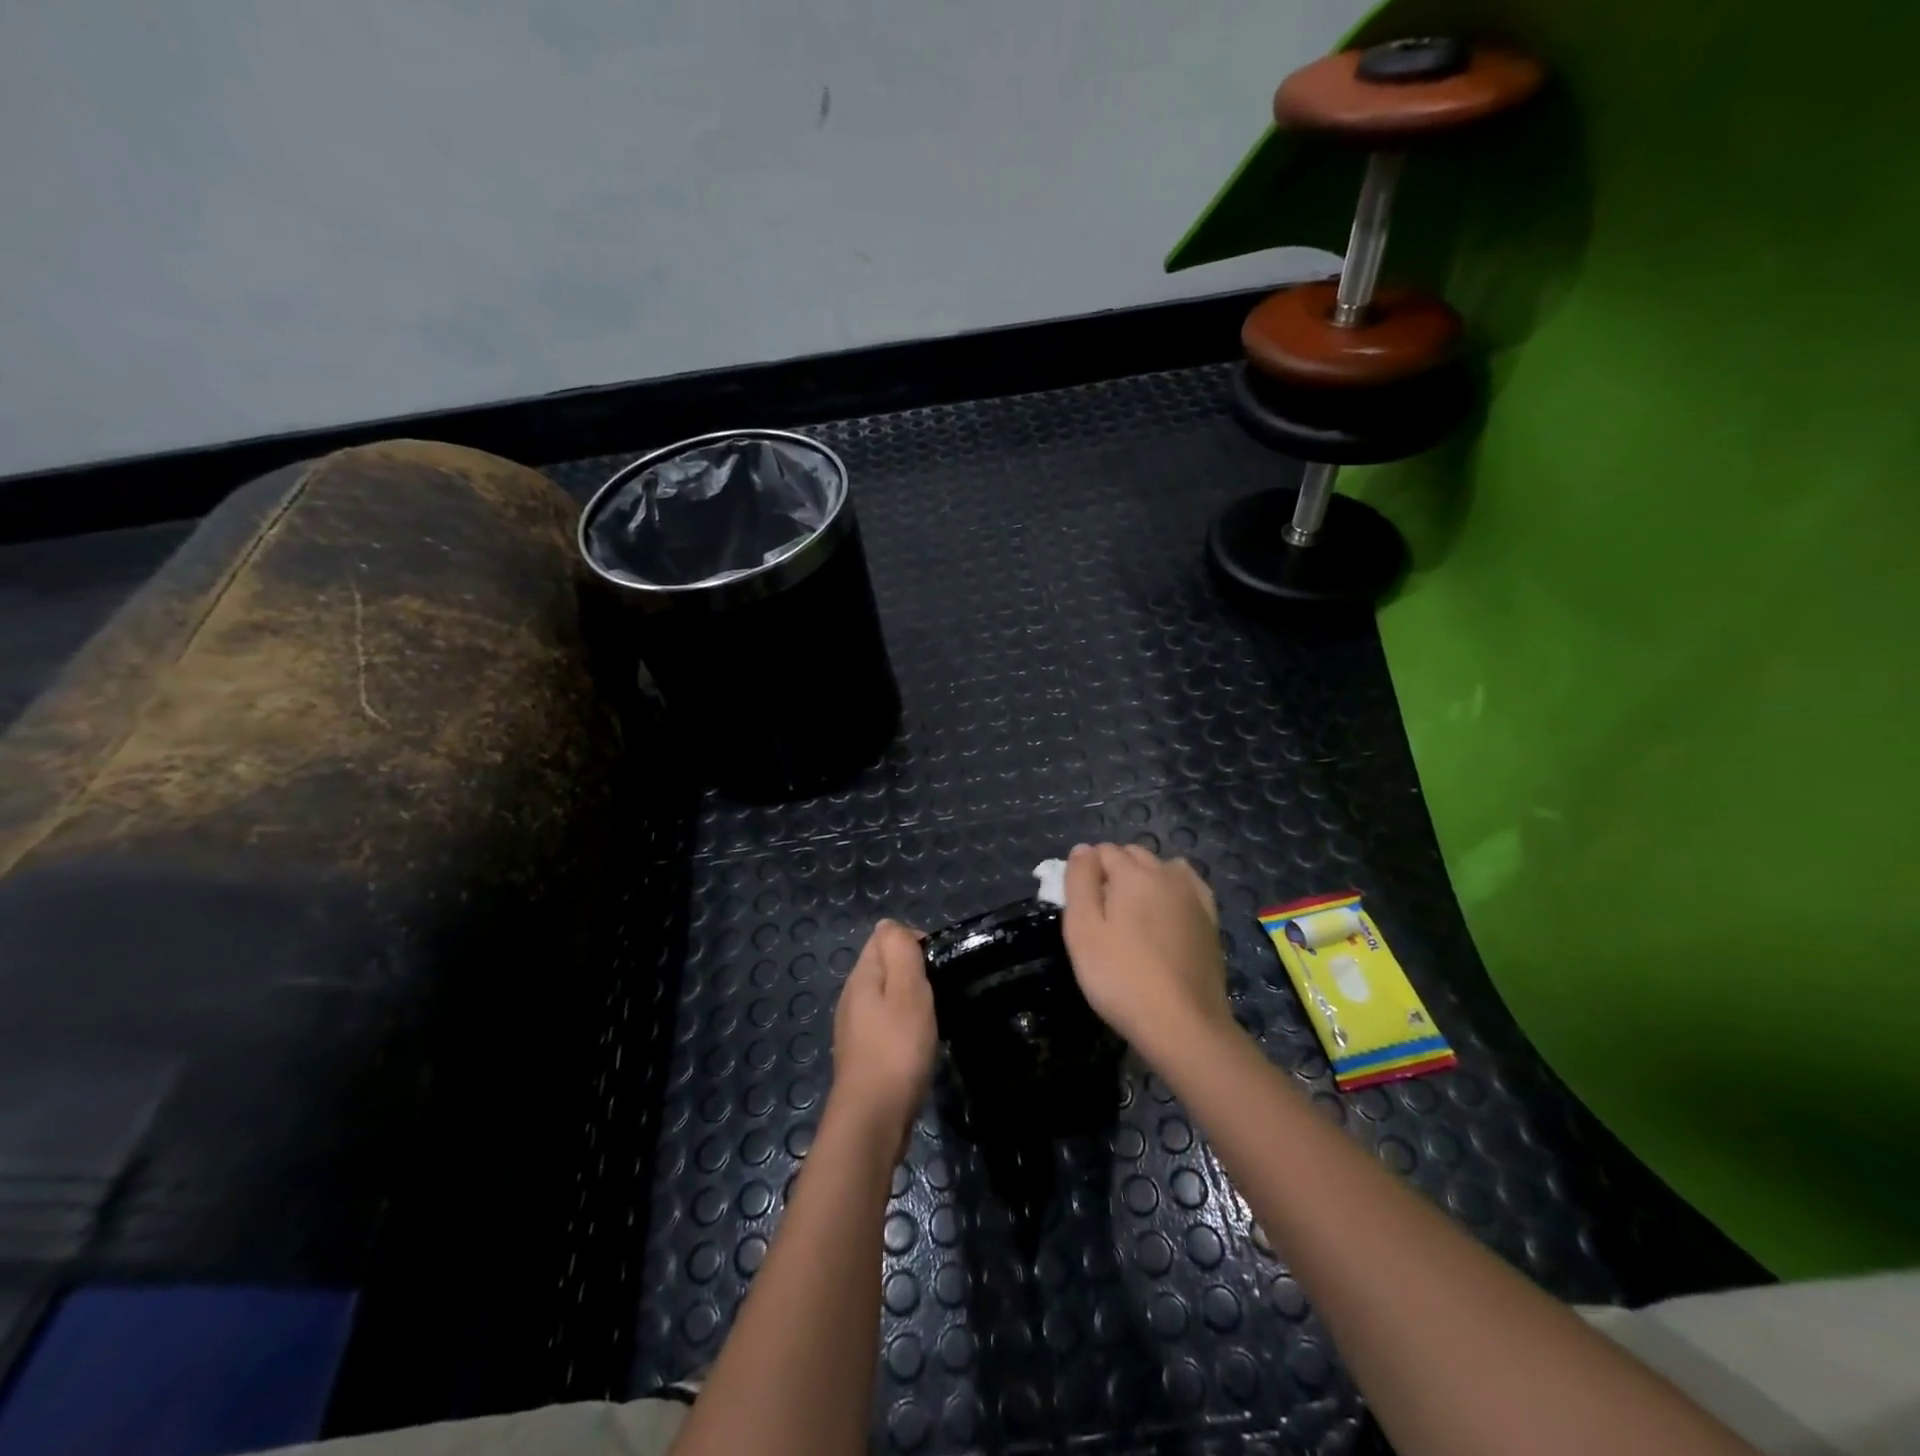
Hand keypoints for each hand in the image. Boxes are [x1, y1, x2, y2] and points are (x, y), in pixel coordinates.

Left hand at [828, 919, 937, 1150]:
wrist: (872, 1119)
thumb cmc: (896, 1049)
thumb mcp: (907, 991)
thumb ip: (899, 952)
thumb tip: (889, 924)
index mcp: (861, 977)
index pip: (883, 937)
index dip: (914, 942)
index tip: (939, 965)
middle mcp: (852, 997)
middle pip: (884, 966)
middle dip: (913, 970)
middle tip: (941, 991)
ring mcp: (855, 1028)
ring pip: (886, 997)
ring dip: (910, 999)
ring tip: (935, 1016)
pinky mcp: (863, 1054)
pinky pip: (886, 1024)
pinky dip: (904, 1025)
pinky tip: (919, 1043)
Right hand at [1062, 843, 1231, 1056]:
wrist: (1183, 1025)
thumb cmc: (1122, 978)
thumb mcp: (1083, 930)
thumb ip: (1079, 882)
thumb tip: (1083, 849)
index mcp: (1134, 873)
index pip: (1102, 851)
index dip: (1086, 873)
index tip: (1081, 907)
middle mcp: (1167, 874)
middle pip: (1133, 854)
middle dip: (1114, 871)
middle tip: (1102, 915)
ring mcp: (1194, 896)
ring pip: (1162, 867)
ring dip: (1144, 878)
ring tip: (1133, 916)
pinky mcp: (1210, 919)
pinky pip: (1188, 886)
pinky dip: (1172, 890)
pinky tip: (1166, 914)